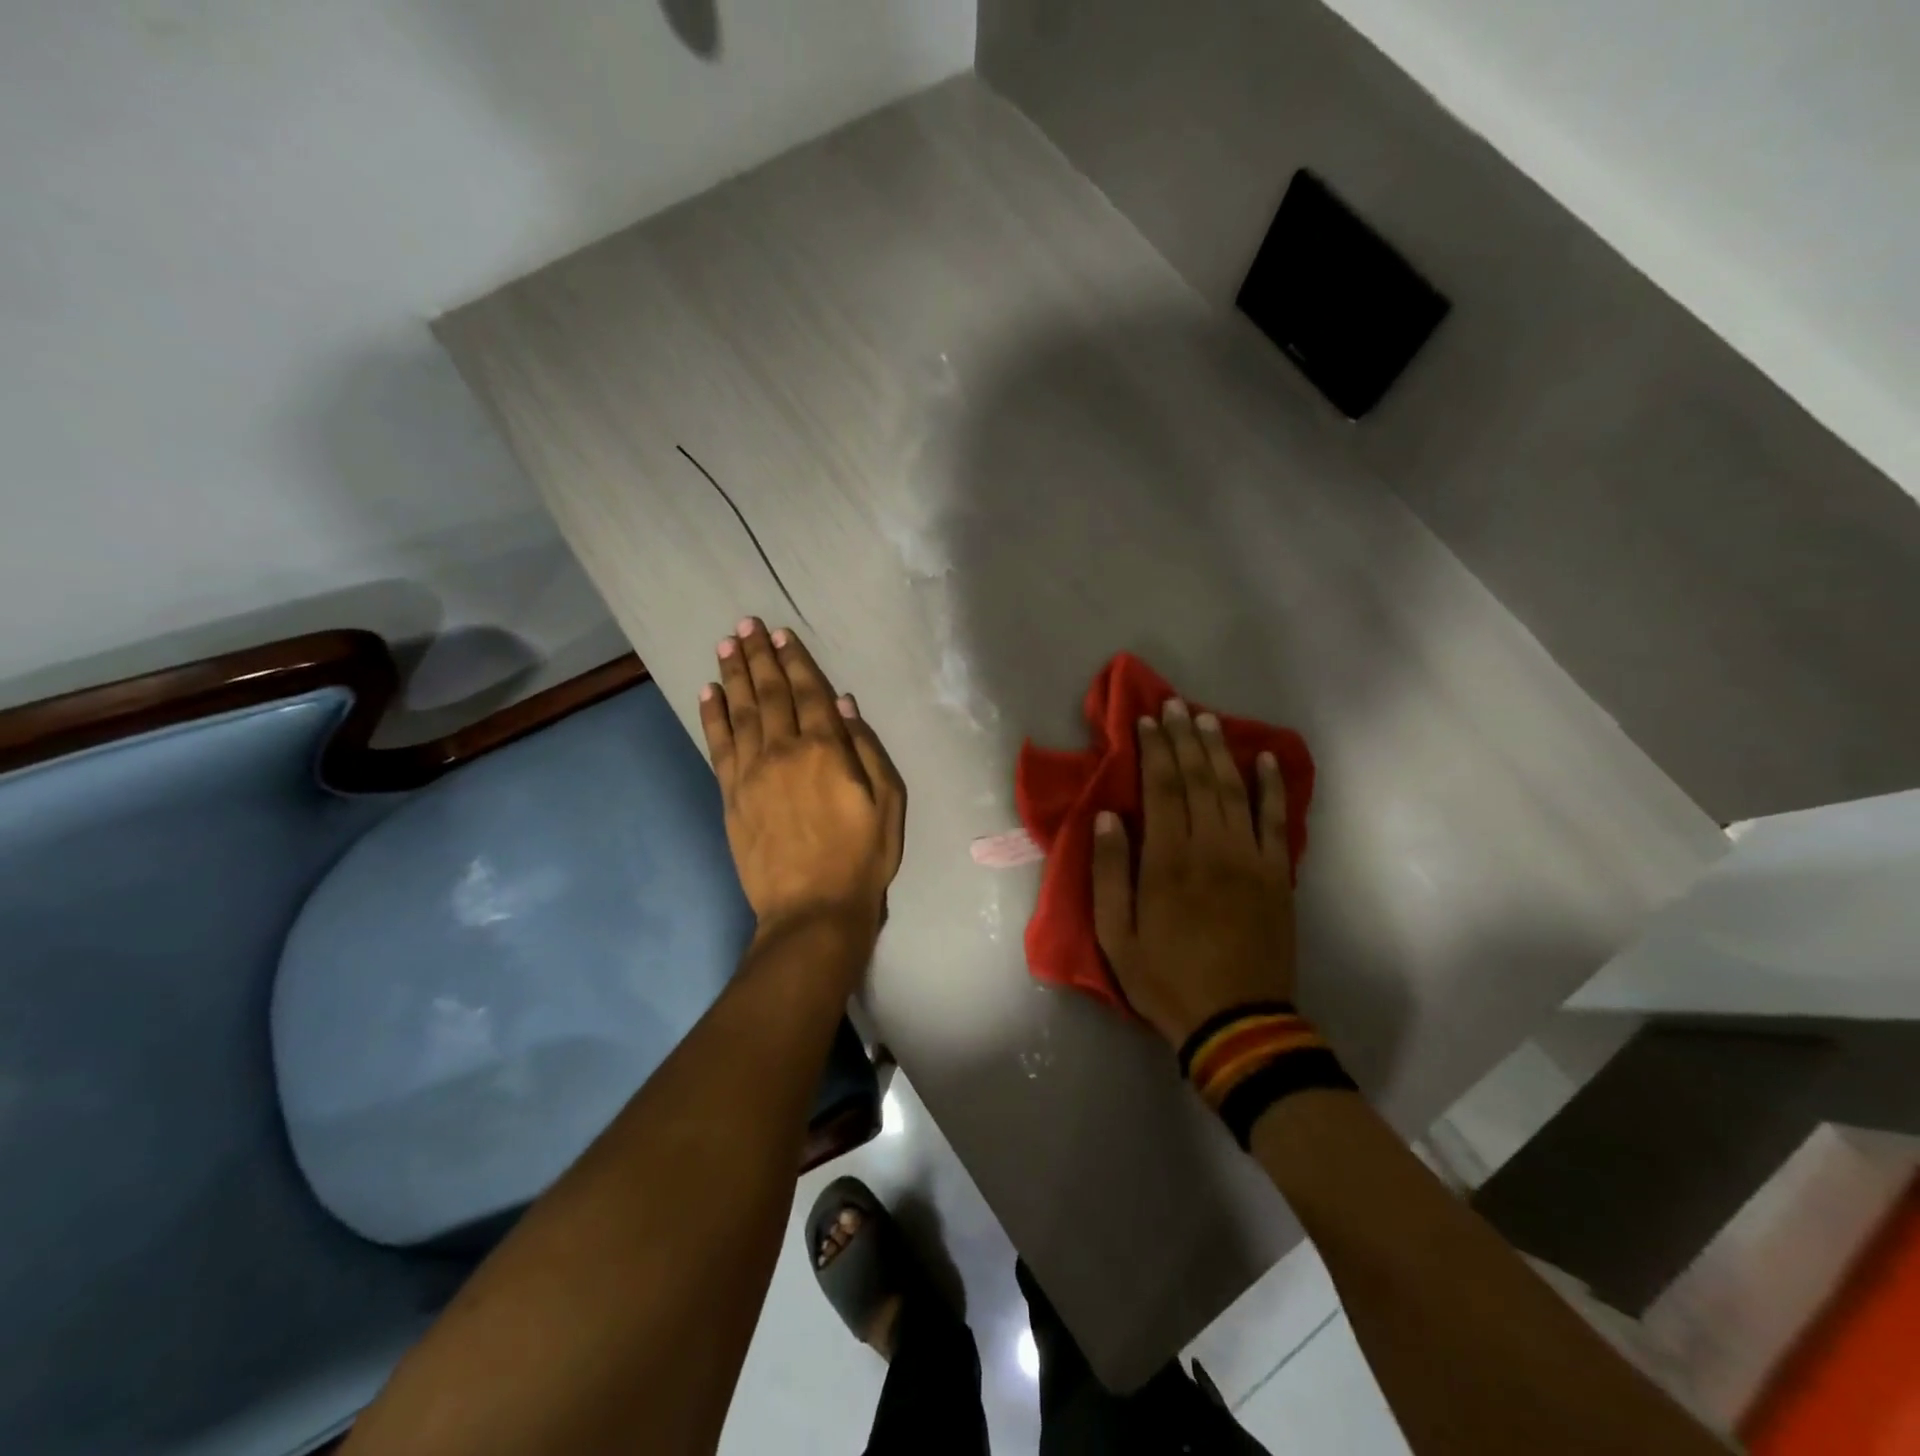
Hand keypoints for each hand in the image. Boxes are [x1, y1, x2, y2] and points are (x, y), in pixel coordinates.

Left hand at [698, 620, 906, 942]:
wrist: (812, 908)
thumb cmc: (861, 857)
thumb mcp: (887, 803)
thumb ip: (865, 749)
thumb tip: (842, 704)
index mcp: (824, 751)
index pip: (807, 694)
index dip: (795, 661)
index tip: (782, 635)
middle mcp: (783, 751)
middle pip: (770, 694)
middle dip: (759, 657)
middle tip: (747, 625)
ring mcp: (751, 773)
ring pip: (741, 712)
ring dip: (734, 675)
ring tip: (727, 646)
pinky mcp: (730, 795)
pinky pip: (718, 745)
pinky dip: (713, 715)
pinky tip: (709, 692)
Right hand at [1090, 698, 1296, 1049]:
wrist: (1238, 1022)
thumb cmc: (1166, 979)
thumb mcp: (1116, 936)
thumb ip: (1110, 873)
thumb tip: (1106, 817)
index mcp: (1168, 861)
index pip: (1161, 789)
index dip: (1153, 750)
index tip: (1145, 721)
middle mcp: (1211, 848)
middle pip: (1198, 780)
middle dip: (1185, 739)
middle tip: (1176, 706)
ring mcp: (1251, 859)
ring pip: (1234, 790)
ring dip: (1220, 751)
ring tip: (1208, 720)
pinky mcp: (1278, 875)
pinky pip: (1276, 821)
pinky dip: (1272, 787)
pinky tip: (1266, 760)